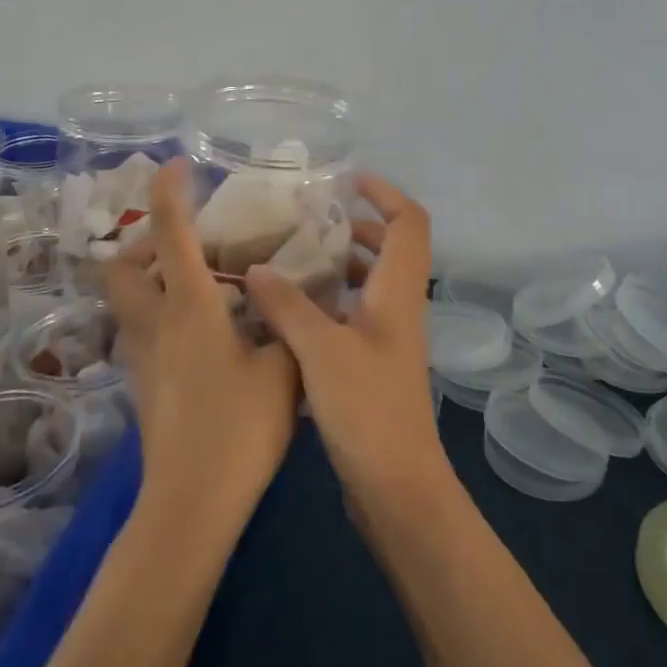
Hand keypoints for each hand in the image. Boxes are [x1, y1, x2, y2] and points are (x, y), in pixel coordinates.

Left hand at [103, 160, 301, 533]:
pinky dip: (163, 311)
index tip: (177, 165)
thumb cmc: (239, 427)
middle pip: (121, 266)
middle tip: (189, 245)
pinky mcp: (143, 381)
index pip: (169, 231)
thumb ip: (289, 322)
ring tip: (205, 284)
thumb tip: (296, 295)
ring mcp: (142, 355)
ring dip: (153, 277)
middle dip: (142, 242)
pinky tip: (206, 329)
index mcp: (188, 306)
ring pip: (128, 298)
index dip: (169, 191)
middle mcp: (155, 321)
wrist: (193, 502)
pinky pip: (143, 327)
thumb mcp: (283, 367)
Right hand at [246, 174, 454, 524]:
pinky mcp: (374, 365)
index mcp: (398, 291)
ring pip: (369, 282)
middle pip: (390, 248)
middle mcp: (400, 307)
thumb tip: (257, 268)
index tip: (346, 180)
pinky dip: (329, 301)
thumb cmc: (367, 409)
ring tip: (290, 258)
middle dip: (354, 225)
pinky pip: (354, 314)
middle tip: (307, 219)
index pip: (409, 222)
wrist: (396, 486)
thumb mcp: (320, 350)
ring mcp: (389, 338)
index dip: (385, 193)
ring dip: (338, 264)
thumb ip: (288, 305)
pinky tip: (288, 311)